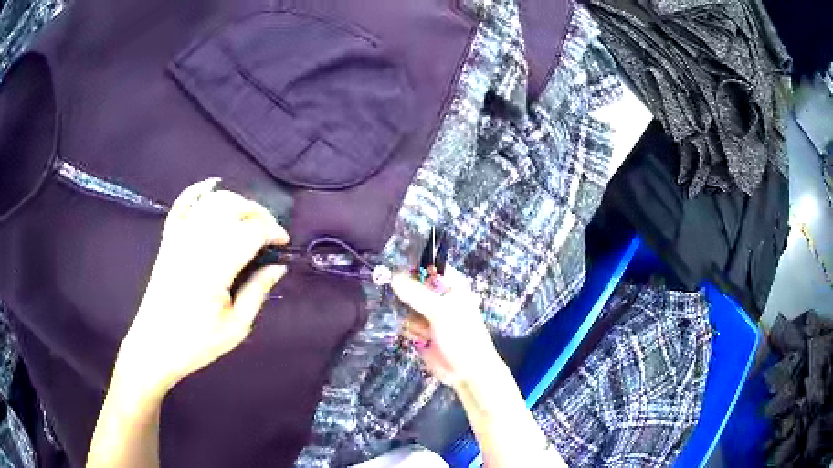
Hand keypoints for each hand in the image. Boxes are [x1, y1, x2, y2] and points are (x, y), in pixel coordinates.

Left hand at [116, 178, 289, 397]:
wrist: (155, 346)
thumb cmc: (197, 343)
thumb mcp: (236, 327)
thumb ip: (257, 292)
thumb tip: (279, 267)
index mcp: (214, 268)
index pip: (250, 232)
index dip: (272, 231)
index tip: (284, 243)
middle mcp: (196, 243)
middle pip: (233, 207)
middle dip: (258, 213)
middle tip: (269, 233)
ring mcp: (179, 237)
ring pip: (212, 201)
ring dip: (236, 202)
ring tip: (248, 219)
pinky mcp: (168, 239)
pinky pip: (182, 203)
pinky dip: (197, 190)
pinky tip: (211, 186)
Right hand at [391, 268, 501, 387]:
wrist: (466, 372)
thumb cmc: (462, 336)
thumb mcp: (441, 312)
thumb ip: (416, 294)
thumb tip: (393, 277)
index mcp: (451, 286)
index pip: (428, 266)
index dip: (412, 267)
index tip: (396, 272)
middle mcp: (438, 297)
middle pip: (411, 286)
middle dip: (405, 295)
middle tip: (406, 304)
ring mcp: (427, 315)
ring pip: (404, 306)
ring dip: (410, 318)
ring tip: (425, 330)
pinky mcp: (419, 331)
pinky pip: (404, 324)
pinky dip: (410, 331)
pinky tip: (421, 339)